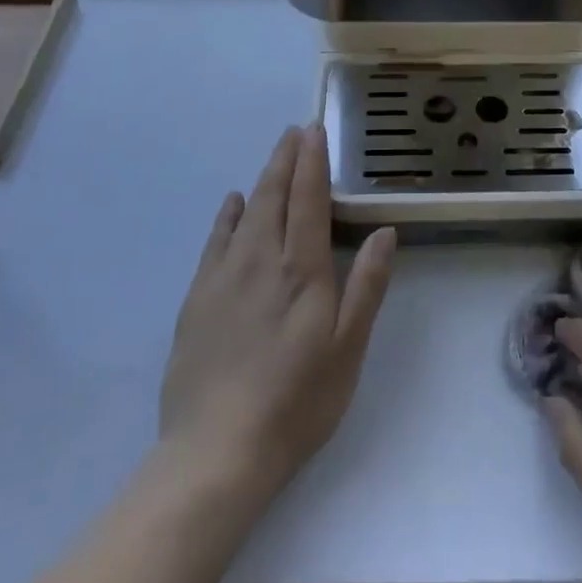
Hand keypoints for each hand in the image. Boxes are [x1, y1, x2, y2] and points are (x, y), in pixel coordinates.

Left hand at [159, 125, 395, 499]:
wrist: (216, 451)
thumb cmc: (296, 401)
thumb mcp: (347, 348)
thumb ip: (366, 286)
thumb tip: (384, 232)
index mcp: (301, 269)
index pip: (308, 199)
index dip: (312, 162)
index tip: (314, 131)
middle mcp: (260, 259)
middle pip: (274, 195)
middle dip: (286, 159)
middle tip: (295, 132)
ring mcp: (223, 277)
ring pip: (245, 212)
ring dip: (262, 180)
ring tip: (273, 157)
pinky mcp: (197, 300)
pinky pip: (214, 241)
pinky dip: (226, 215)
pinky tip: (232, 204)